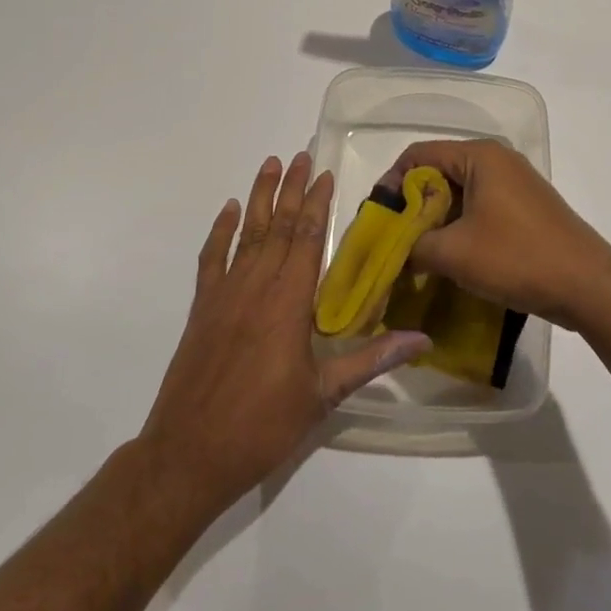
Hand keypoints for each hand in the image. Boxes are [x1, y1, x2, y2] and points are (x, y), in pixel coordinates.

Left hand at [139, 153, 430, 517]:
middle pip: (279, 226)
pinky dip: (221, 231)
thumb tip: (422, 339)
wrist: (188, 455)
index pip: (308, 239)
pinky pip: (211, 258)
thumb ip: (371, 359)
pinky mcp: (201, 308)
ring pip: (247, 234)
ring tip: (269, 164)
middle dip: (292, 188)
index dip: (318, 204)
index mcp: (289, 303)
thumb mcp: (323, 397)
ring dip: (260, 197)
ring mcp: (224, 294)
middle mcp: (256, 287)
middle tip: (301, 155)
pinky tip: (230, 210)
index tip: (325, 174)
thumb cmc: (262, 426)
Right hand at [383, 140, 610, 336]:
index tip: (377, 219)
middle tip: (392, 240)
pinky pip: (480, 207)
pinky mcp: (525, 208)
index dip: (391, 183)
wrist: (589, 286)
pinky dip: (459, 227)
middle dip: (412, 206)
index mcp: (479, 156)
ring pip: (459, 193)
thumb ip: (412, 247)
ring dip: (435, 220)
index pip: (418, 155)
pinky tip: (449, 258)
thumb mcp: (453, 254)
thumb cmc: (517, 258)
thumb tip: (392, 254)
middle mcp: (497, 160)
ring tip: (416, 254)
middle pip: (438, 173)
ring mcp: (515, 184)